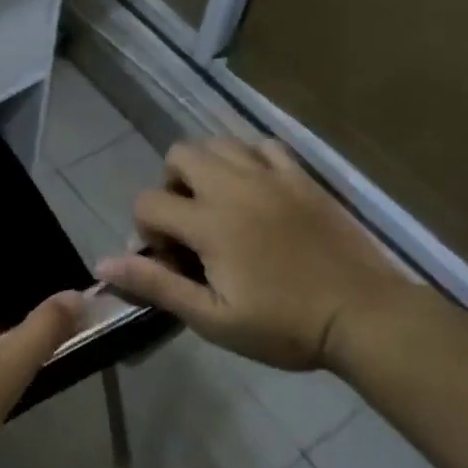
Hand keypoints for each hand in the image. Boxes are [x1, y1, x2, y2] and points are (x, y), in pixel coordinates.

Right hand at [96, 138, 411, 373]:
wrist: (364, 316)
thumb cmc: (284, 326)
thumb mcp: (213, 318)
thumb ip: (157, 285)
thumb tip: (104, 262)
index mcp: (209, 222)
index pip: (147, 202)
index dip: (147, 231)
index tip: (174, 262)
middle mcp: (234, 186)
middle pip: (178, 154)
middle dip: (171, 186)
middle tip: (192, 226)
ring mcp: (271, 176)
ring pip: (218, 142)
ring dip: (206, 167)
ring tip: (220, 204)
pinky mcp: (302, 177)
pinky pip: (263, 145)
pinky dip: (249, 159)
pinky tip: (257, 189)